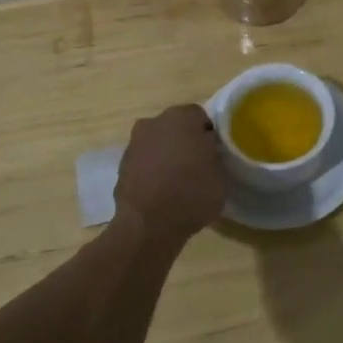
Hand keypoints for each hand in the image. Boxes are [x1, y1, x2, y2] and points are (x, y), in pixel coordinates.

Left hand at [115, 104, 227, 238]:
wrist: (147, 226)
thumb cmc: (191, 194)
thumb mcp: (221, 175)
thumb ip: (214, 155)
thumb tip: (208, 151)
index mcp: (181, 117)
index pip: (201, 117)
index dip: (210, 135)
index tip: (215, 153)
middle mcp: (154, 123)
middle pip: (176, 127)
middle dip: (186, 141)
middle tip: (199, 165)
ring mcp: (134, 144)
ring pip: (158, 144)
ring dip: (167, 155)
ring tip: (179, 181)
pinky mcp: (121, 166)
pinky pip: (144, 162)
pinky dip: (153, 171)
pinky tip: (162, 191)